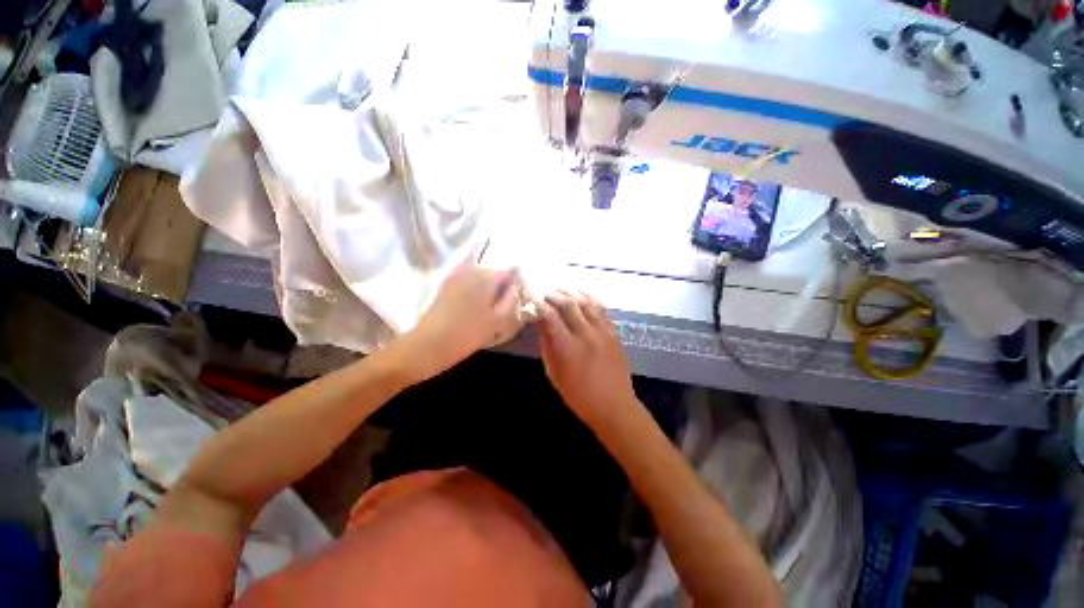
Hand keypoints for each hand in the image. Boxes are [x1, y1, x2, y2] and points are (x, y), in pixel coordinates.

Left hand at [392, 249, 521, 382]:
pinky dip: (475, 287)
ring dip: (487, 285)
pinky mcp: (447, 282)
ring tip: (489, 305)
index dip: (516, 282)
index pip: (510, 271)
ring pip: (481, 274)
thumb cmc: (469, 333)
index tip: (516, 296)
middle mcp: (472, 269)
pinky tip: (474, 303)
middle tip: (503, 303)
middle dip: (501, 283)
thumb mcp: (499, 319)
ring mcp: (457, 274)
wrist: (431, 343)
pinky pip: (468, 279)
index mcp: (488, 276)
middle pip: (495, 271)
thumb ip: (512, 299)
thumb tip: (517, 285)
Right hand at [537, 290, 637, 424]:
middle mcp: (586, 334)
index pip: (550, 316)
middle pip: (568, 304)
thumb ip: (547, 346)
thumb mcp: (554, 373)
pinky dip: (590, 299)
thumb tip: (542, 324)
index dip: (540, 305)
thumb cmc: (578, 395)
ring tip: (562, 291)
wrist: (614, 405)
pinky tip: (583, 296)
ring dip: (572, 293)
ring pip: (586, 302)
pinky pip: (601, 309)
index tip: (533, 301)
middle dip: (554, 296)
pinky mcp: (614, 332)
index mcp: (568, 347)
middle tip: (546, 295)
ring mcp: (603, 331)